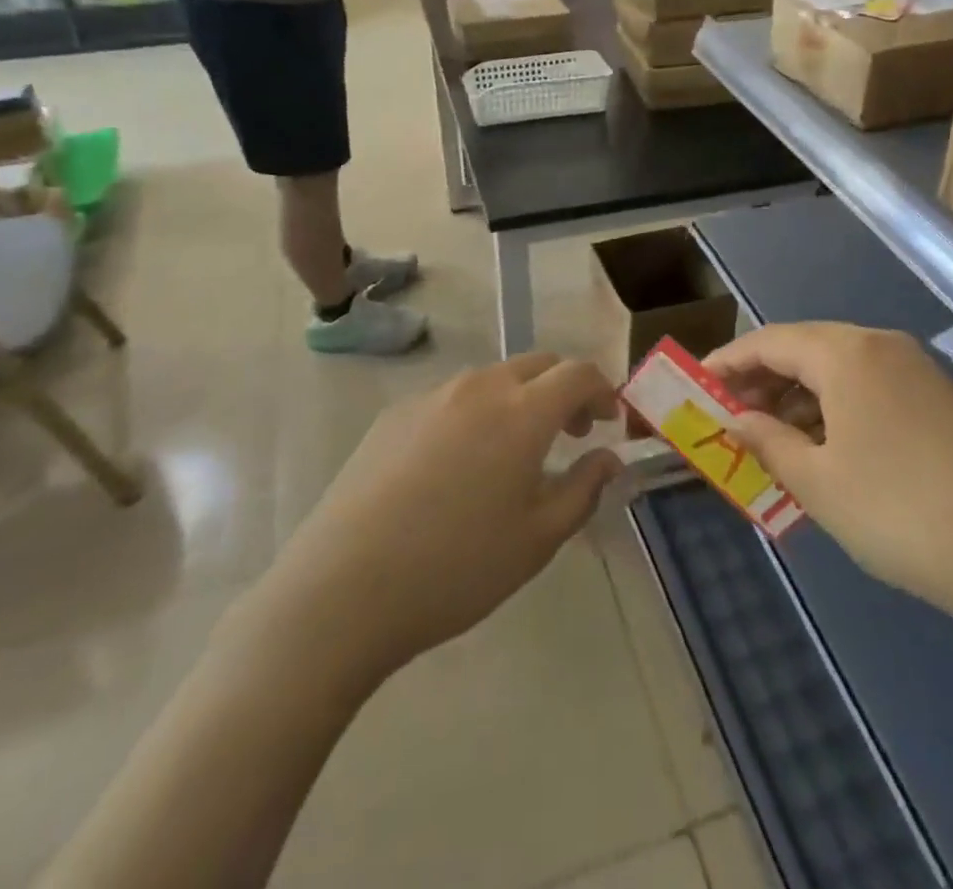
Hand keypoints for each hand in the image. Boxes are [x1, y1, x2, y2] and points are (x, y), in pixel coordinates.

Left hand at [262, 354, 620, 679]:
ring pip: (493, 379)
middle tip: (571, 433)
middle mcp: (479, 387)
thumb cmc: (457, 567)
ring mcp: (432, 396)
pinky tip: (458, 466)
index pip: (578, 373)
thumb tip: (607, 459)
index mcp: (522, 412)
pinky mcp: (395, 413)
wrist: (343, 588)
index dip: (603, 390)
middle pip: (537, 365)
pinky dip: (476, 413)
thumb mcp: (538, 539)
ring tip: (514, 453)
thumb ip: (584, 489)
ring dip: (520, 399)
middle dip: (564, 389)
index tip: (609, 421)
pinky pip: (452, 398)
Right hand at [708, 324, 952, 638]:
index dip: (728, 361)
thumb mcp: (819, 482)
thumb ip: (767, 442)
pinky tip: (824, 449)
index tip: (696, 385)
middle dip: (762, 380)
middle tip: (729, 416)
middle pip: (804, 349)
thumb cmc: (902, 512)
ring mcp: (915, 372)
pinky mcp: (939, 402)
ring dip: (798, 399)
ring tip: (770, 440)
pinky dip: (834, 411)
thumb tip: (736, 419)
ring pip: (837, 372)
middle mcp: (879, 346)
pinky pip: (867, 390)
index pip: (769, 341)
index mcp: (845, 352)